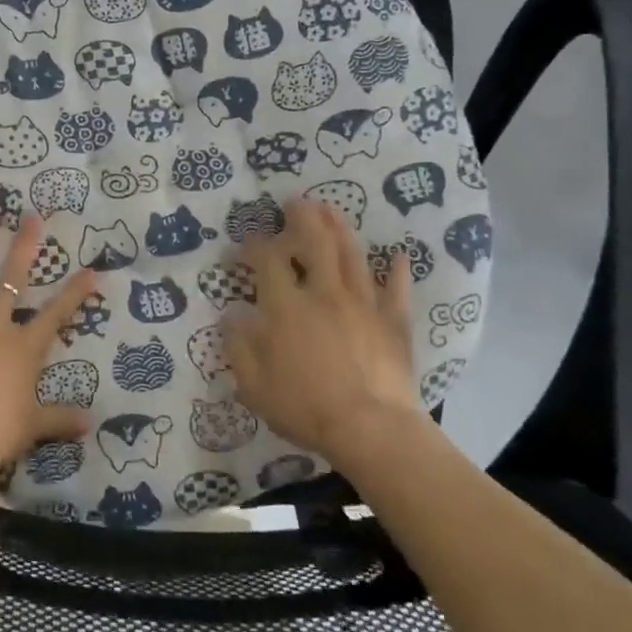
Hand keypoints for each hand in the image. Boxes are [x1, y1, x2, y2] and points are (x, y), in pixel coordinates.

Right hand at [225, 199, 419, 456]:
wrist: (371, 429)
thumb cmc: (305, 408)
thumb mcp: (254, 385)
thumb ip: (239, 346)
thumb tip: (231, 316)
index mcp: (286, 307)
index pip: (267, 261)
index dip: (253, 247)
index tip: (243, 248)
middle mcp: (324, 294)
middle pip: (314, 243)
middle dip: (303, 218)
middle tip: (297, 202)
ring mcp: (363, 304)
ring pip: (352, 256)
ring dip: (340, 228)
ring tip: (332, 209)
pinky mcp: (393, 322)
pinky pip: (396, 290)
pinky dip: (398, 271)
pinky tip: (400, 255)